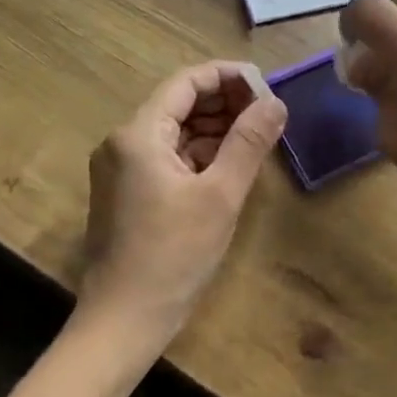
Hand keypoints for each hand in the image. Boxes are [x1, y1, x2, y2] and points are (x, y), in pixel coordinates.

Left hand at [77, 61, 287, 343]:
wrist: (124, 319)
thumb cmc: (174, 255)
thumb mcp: (221, 195)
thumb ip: (249, 143)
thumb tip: (276, 102)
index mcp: (138, 134)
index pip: (186, 82)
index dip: (228, 77)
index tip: (266, 86)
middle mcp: (123, 143)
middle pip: (178, 104)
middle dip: (224, 104)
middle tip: (268, 114)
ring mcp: (121, 169)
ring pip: (174, 132)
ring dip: (214, 129)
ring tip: (257, 136)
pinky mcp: (127, 193)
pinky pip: (167, 158)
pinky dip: (199, 155)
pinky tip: (229, 164)